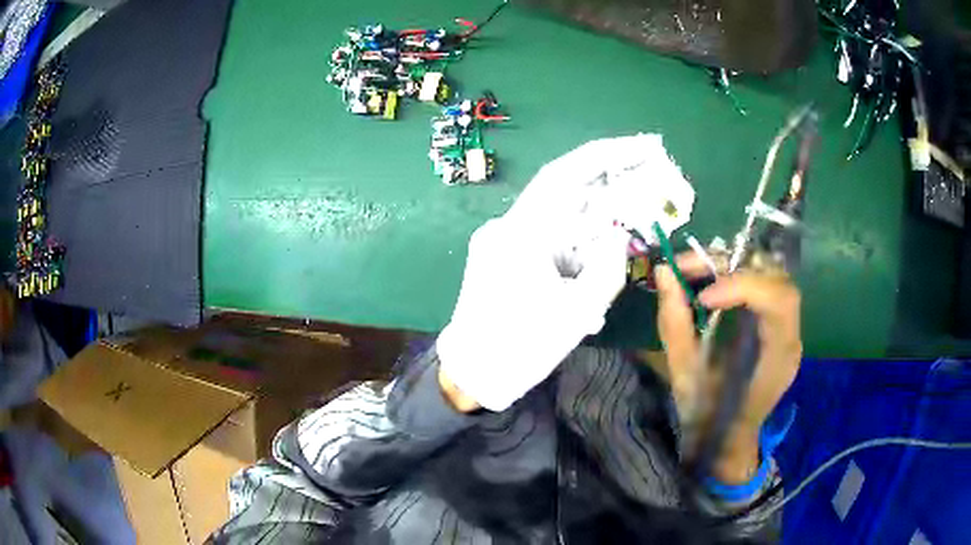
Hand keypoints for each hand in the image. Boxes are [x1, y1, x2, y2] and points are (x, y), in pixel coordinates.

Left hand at [438, 135, 695, 412]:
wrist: (473, 374)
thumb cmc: (521, 347)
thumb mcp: (577, 311)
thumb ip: (608, 267)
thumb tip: (618, 237)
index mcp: (520, 233)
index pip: (564, 175)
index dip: (606, 155)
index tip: (641, 146)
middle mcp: (508, 226)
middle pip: (564, 191)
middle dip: (609, 183)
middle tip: (648, 177)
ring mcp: (503, 239)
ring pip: (559, 217)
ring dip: (596, 219)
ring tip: (629, 226)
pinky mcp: (504, 254)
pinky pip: (549, 237)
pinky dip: (578, 242)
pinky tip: (597, 258)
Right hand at [654, 256, 801, 482]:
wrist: (723, 438)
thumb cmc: (706, 416)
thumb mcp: (684, 376)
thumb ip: (674, 324)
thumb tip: (663, 272)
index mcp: (777, 359)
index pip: (778, 302)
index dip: (743, 287)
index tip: (702, 297)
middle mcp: (790, 337)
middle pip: (775, 279)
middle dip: (730, 267)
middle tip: (685, 269)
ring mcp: (786, 327)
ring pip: (769, 274)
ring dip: (730, 266)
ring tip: (692, 272)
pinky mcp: (773, 322)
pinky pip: (760, 284)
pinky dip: (732, 275)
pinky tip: (707, 283)